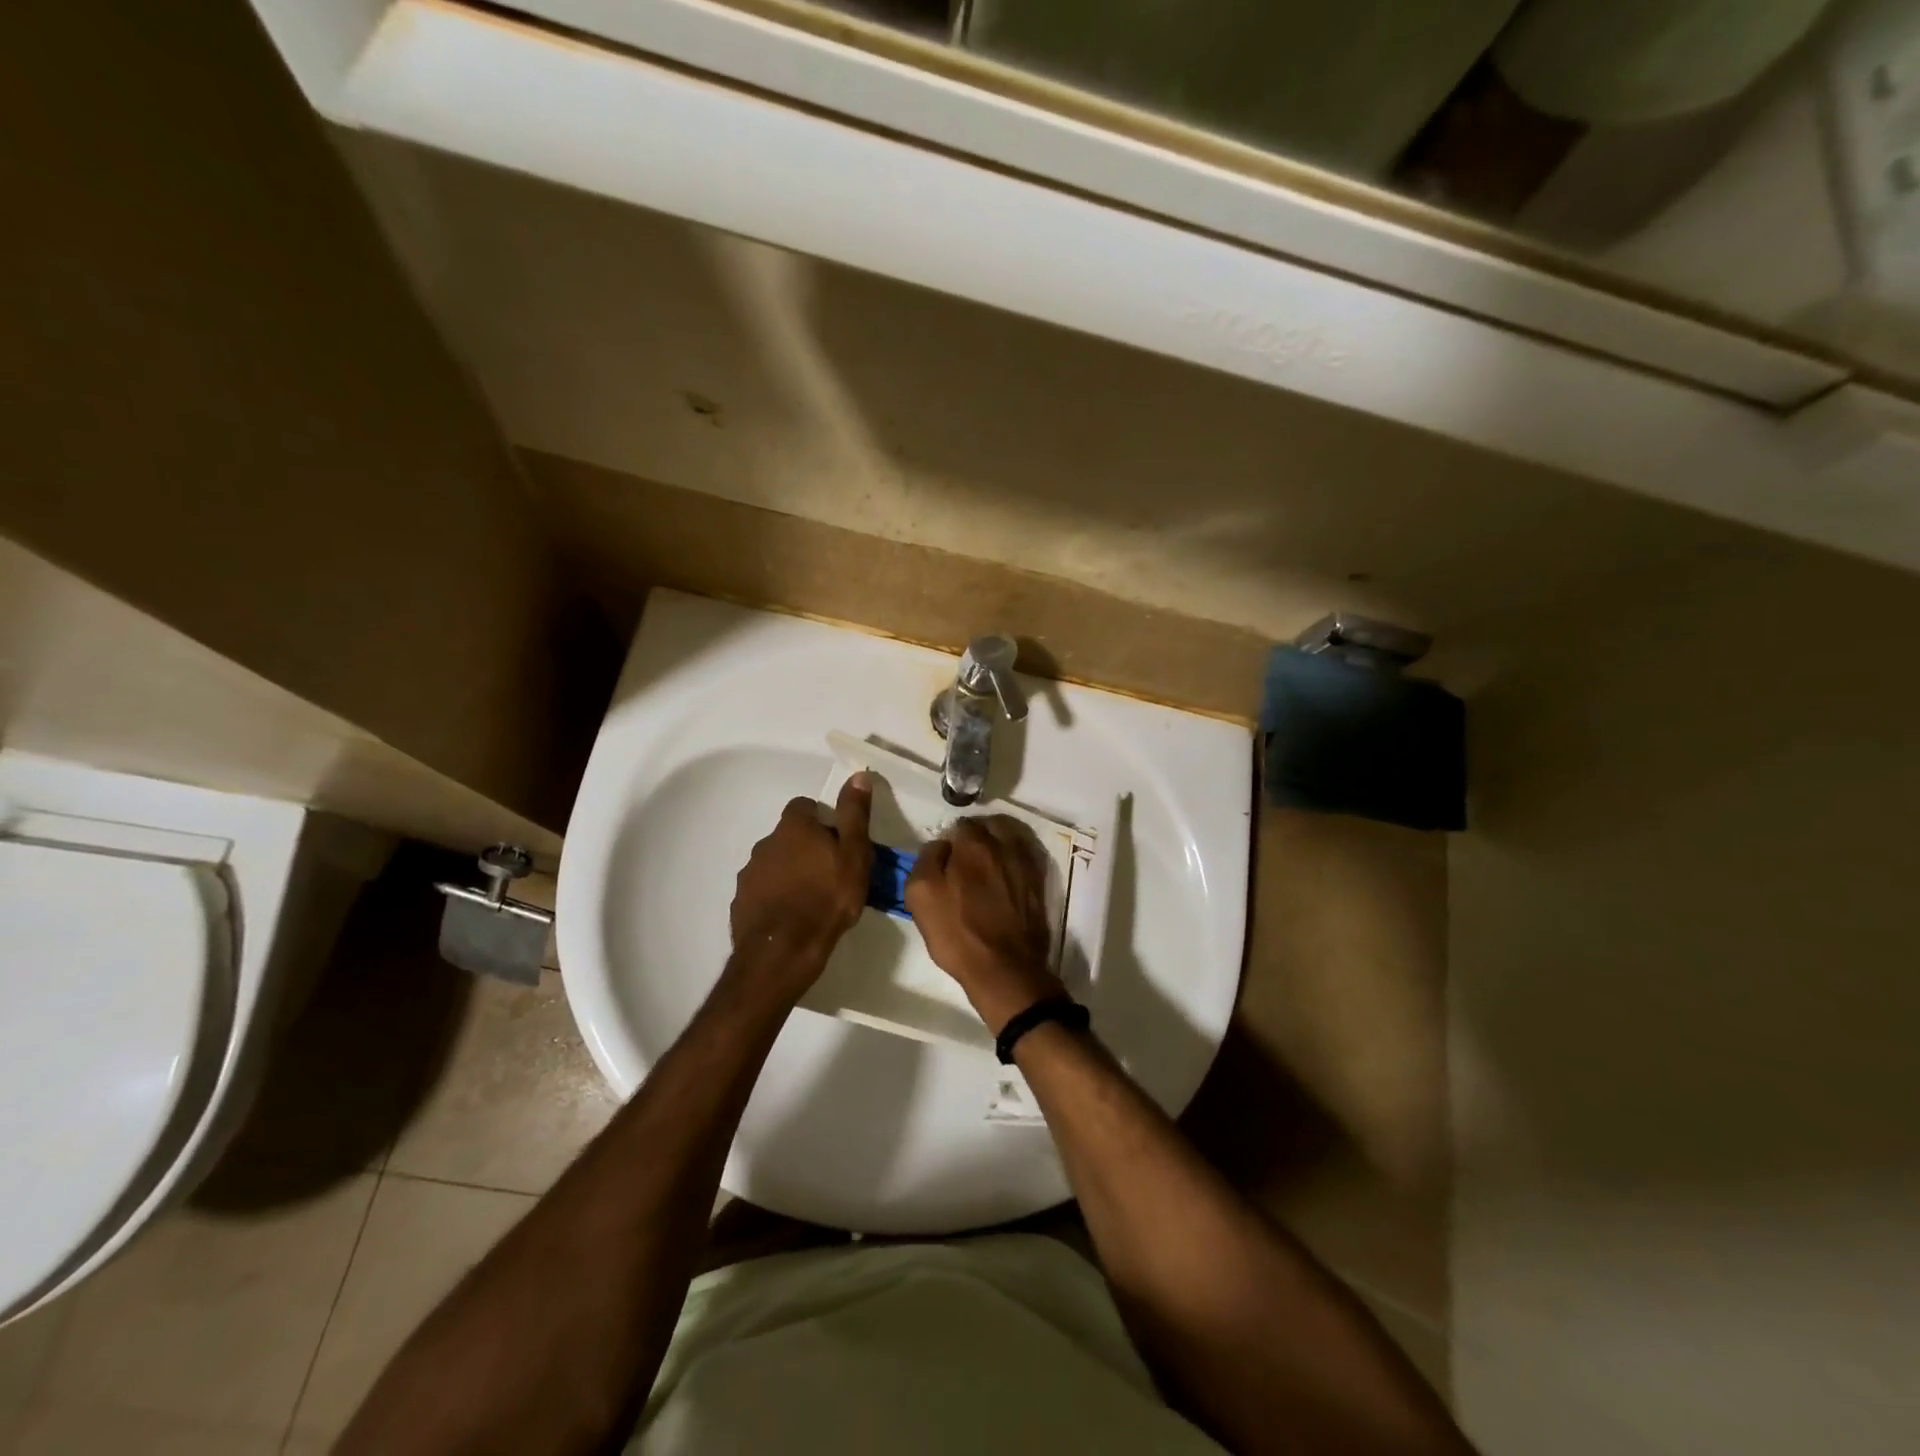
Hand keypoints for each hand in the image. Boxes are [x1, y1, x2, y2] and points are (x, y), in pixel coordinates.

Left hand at [728, 773, 873, 1001]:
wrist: (783, 951)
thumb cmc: (827, 897)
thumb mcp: (854, 853)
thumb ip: (854, 814)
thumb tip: (858, 775)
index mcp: (794, 827)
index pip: (804, 806)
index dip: (822, 819)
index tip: (838, 840)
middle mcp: (766, 843)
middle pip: (788, 835)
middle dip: (806, 847)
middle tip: (830, 871)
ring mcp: (749, 874)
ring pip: (774, 863)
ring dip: (790, 872)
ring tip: (812, 898)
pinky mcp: (741, 902)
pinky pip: (762, 891)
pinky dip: (776, 897)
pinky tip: (792, 917)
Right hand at [906, 816, 1063, 1034]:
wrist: (1005, 969)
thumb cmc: (958, 933)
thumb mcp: (921, 895)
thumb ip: (927, 859)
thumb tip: (941, 845)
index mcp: (974, 844)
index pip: (960, 824)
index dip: (950, 839)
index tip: (945, 857)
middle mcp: (1005, 846)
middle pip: (990, 825)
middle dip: (977, 835)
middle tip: (965, 857)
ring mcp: (1026, 864)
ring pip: (1011, 838)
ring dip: (999, 842)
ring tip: (987, 862)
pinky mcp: (1040, 883)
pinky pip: (1027, 857)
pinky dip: (1015, 858)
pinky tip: (1006, 873)